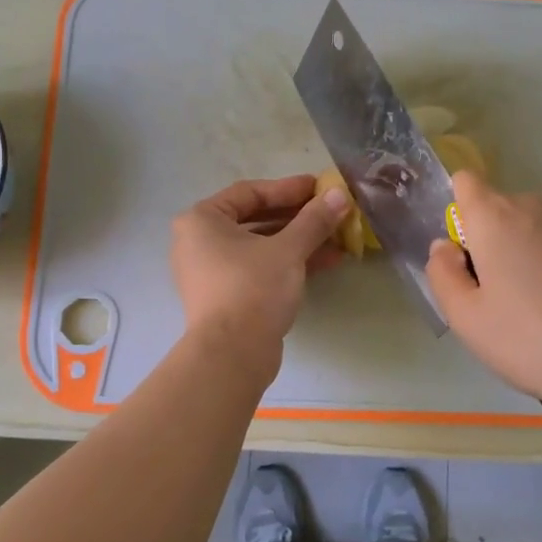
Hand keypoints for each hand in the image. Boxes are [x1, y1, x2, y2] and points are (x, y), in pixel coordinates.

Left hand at [171, 175, 348, 354]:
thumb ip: (314, 219)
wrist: (232, 354)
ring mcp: (212, 271)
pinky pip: (260, 269)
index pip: (250, 192)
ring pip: (261, 246)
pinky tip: (327, 262)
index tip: (321, 187)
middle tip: (332, 211)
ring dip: (300, 241)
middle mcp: (200, 242)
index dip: (289, 188)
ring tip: (338, 238)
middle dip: (298, 217)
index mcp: (202, 220)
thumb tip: (340, 194)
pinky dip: (289, 263)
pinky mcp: (227, 296)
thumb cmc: (253, 288)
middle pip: (256, 219)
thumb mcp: (288, 249)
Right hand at [426, 170, 541, 413]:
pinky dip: (539, 264)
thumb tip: (445, 246)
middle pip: (492, 209)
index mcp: (494, 215)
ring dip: (511, 255)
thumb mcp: (465, 316)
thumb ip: (441, 273)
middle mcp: (531, 206)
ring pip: (520, 228)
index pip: (464, 182)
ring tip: (522, 309)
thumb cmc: (528, 339)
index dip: (455, 213)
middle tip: (488, 298)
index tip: (461, 258)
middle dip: (482, 242)